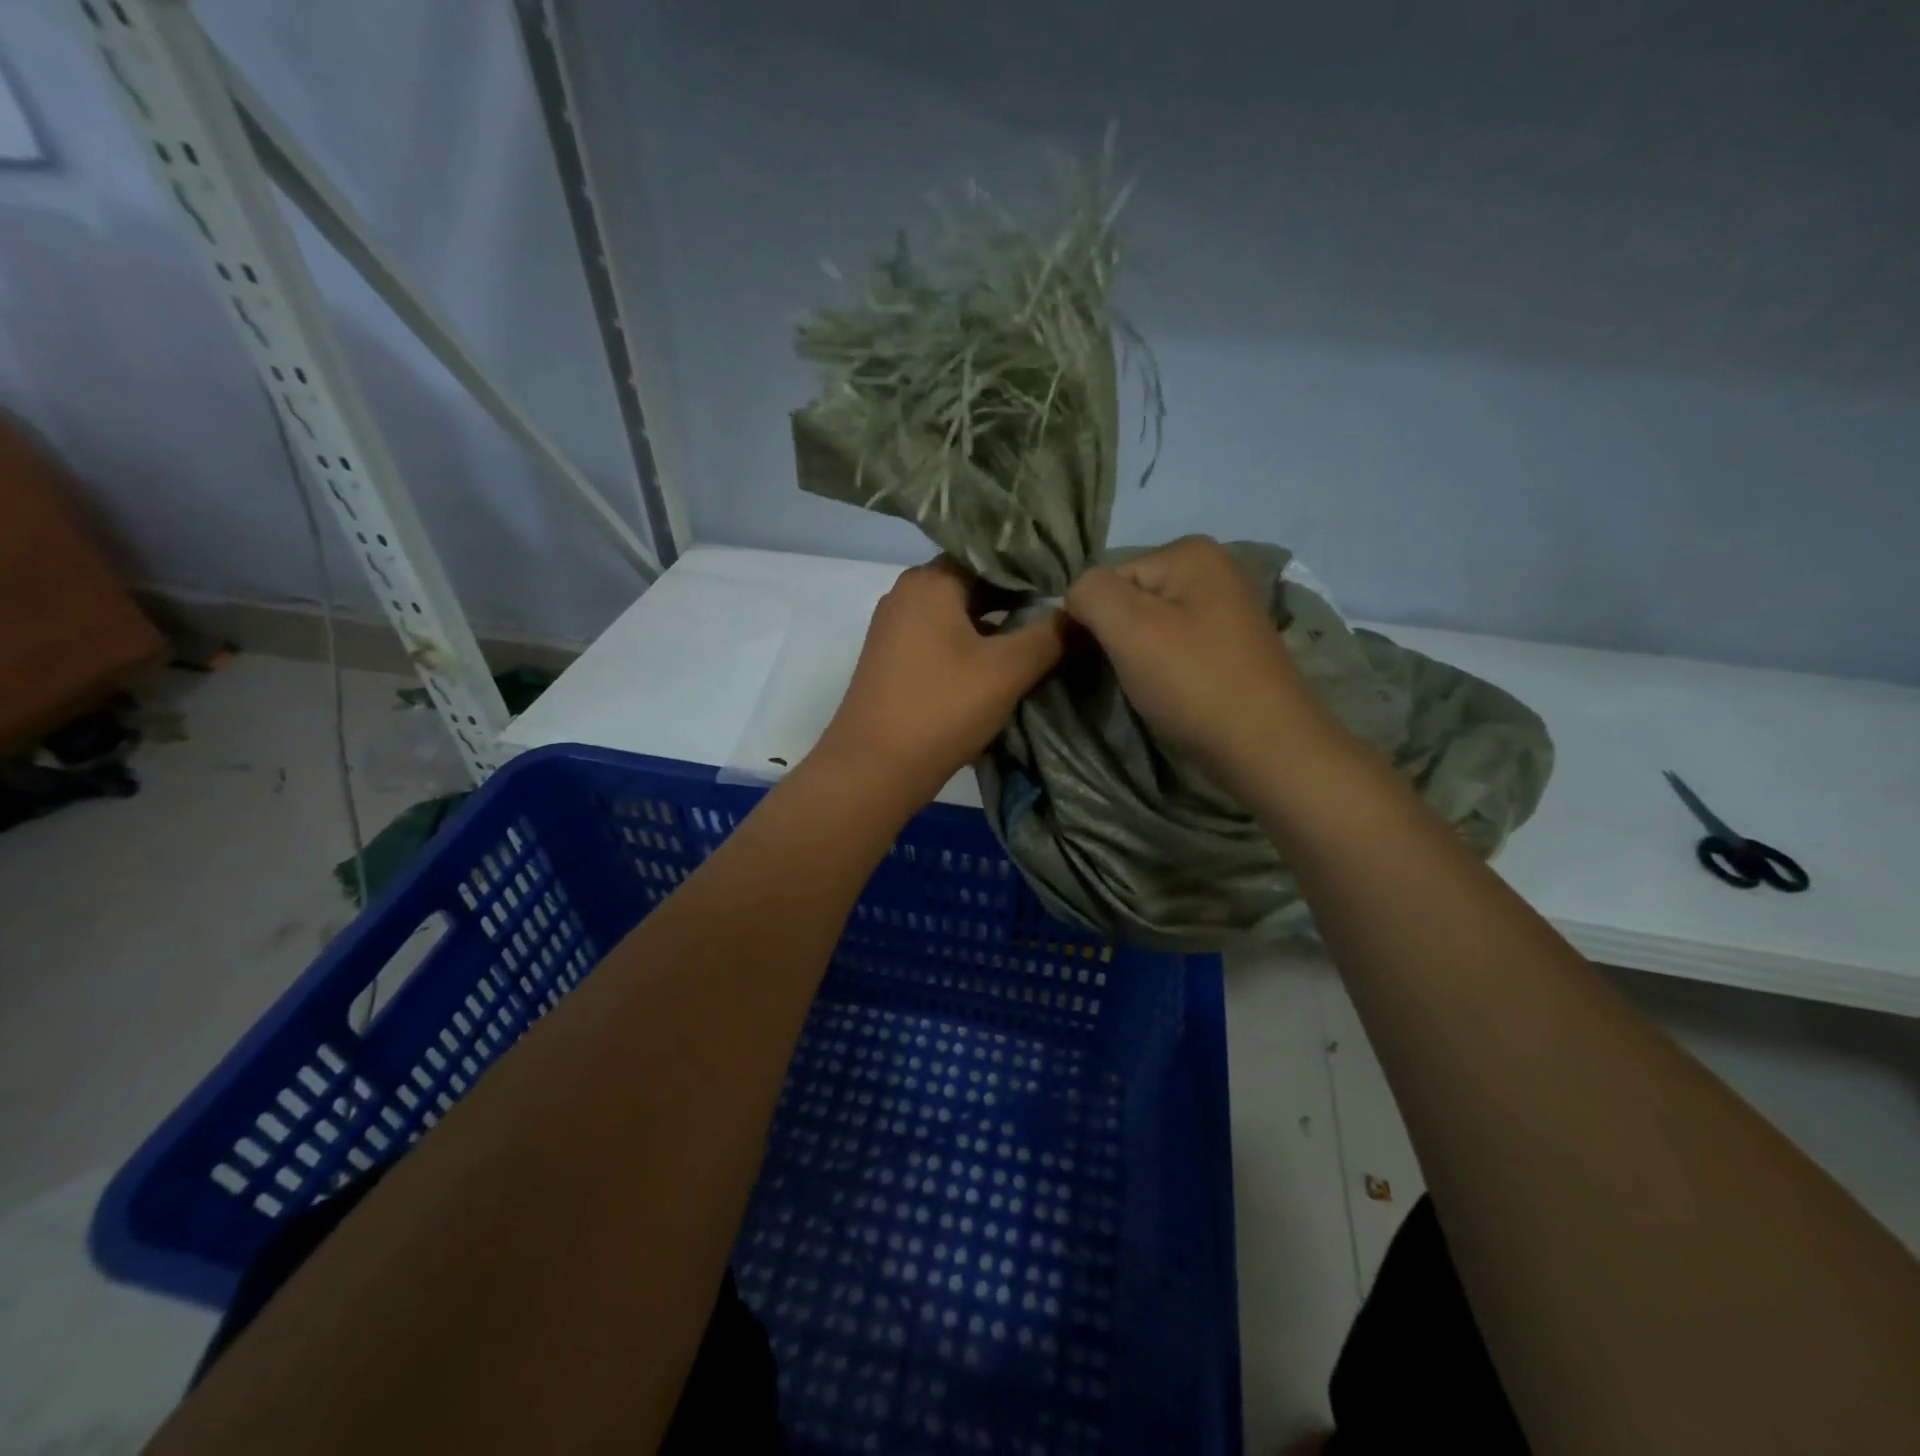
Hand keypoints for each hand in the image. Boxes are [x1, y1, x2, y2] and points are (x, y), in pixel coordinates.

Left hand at [813, 559, 1067, 807]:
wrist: (873, 769)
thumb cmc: (942, 708)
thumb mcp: (1008, 671)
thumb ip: (1051, 635)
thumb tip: (1085, 610)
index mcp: (929, 581)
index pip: (990, 555)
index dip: (1033, 568)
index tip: (1069, 584)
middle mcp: (905, 594)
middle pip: (973, 584)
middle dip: (1016, 599)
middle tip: (1062, 613)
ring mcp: (893, 628)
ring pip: (956, 614)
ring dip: (995, 625)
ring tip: (1040, 640)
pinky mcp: (891, 660)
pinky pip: (939, 639)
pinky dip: (970, 645)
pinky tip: (999, 666)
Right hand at [1065, 536, 1339, 799]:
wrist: (1267, 748)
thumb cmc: (1194, 684)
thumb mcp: (1130, 628)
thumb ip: (1090, 593)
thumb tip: (1075, 596)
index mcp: (1190, 553)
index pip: (1107, 580)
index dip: (1089, 620)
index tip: (1087, 661)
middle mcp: (1214, 568)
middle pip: (1130, 600)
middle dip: (1115, 637)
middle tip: (1121, 677)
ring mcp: (1227, 608)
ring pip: (1151, 627)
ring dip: (1137, 657)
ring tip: (1146, 688)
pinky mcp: (1232, 646)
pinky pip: (1176, 646)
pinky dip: (1163, 668)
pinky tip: (1170, 693)